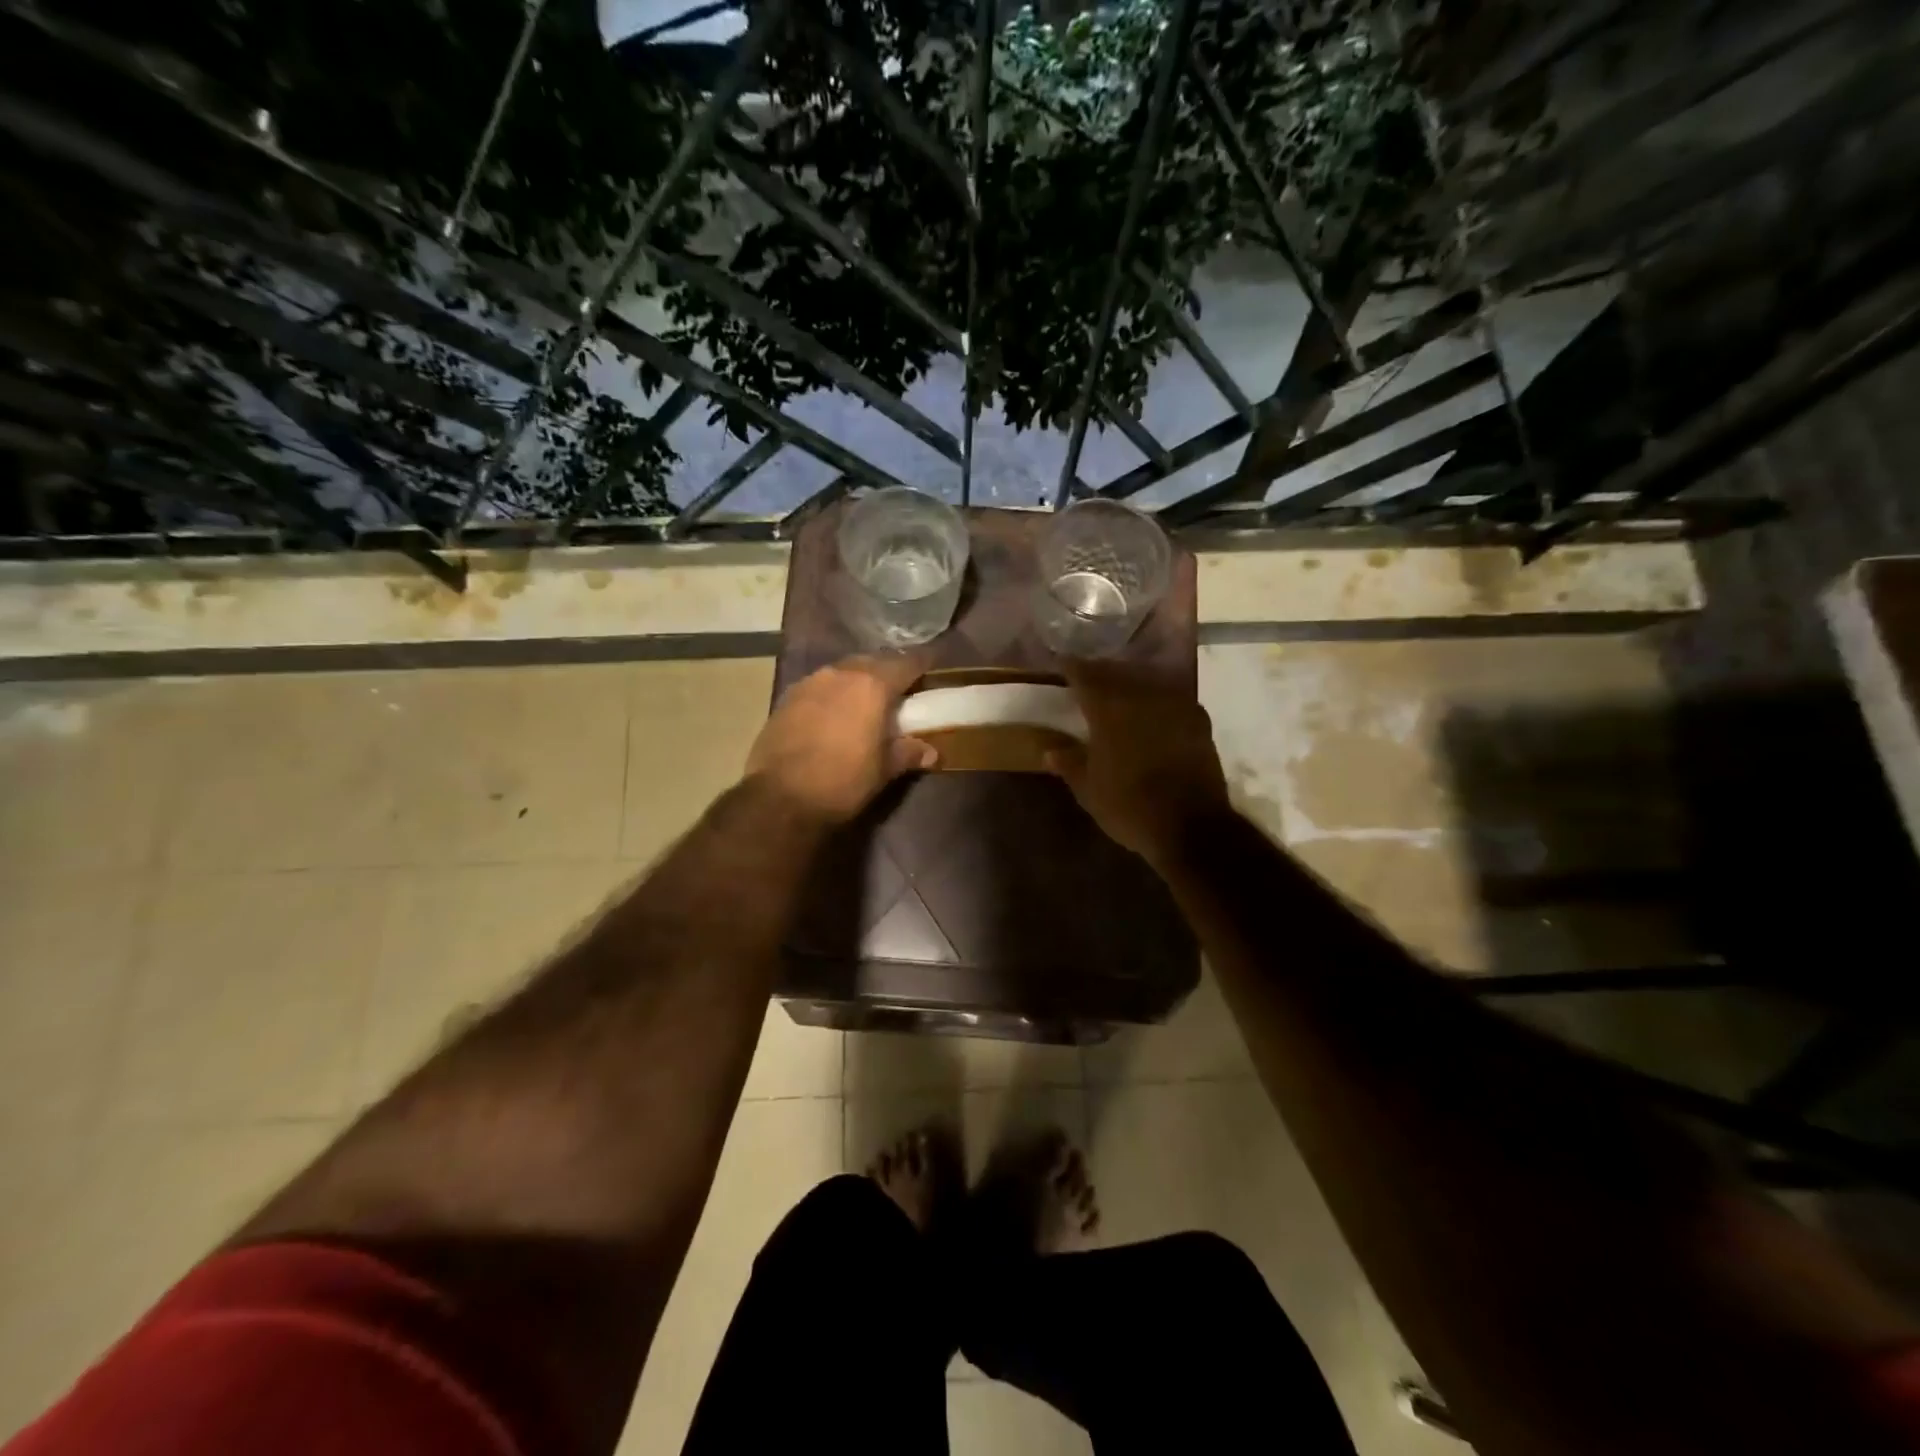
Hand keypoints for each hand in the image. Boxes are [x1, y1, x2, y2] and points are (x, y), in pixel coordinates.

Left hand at [745, 652, 937, 825]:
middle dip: (888, 671)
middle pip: (872, 661)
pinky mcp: (786, 698)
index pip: (906, 663)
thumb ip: (908, 753)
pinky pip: (819, 686)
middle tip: (901, 688)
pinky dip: (833, 693)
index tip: (932, 667)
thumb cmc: (843, 781)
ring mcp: (809, 683)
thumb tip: (930, 751)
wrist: (780, 798)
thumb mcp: (884, 770)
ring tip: (866, 700)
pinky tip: (833, 713)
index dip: (923, 664)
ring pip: (842, 671)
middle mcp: (840, 674)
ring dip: (857, 680)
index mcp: (872, 685)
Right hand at [1046, 660, 1231, 867]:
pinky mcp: (1198, 719)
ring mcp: (1175, 704)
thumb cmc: (1130, 808)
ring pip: (1145, 679)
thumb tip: (1050, 750)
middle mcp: (1142, 696)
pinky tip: (1150, 709)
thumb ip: (1069, 763)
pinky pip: (1169, 695)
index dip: (1071, 667)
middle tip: (1087, 678)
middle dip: (1100, 672)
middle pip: (1117, 671)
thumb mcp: (1089, 790)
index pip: (1085, 674)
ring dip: (1129, 681)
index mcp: (1109, 709)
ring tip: (1118, 690)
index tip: (1062, 664)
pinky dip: (1154, 697)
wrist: (1193, 828)